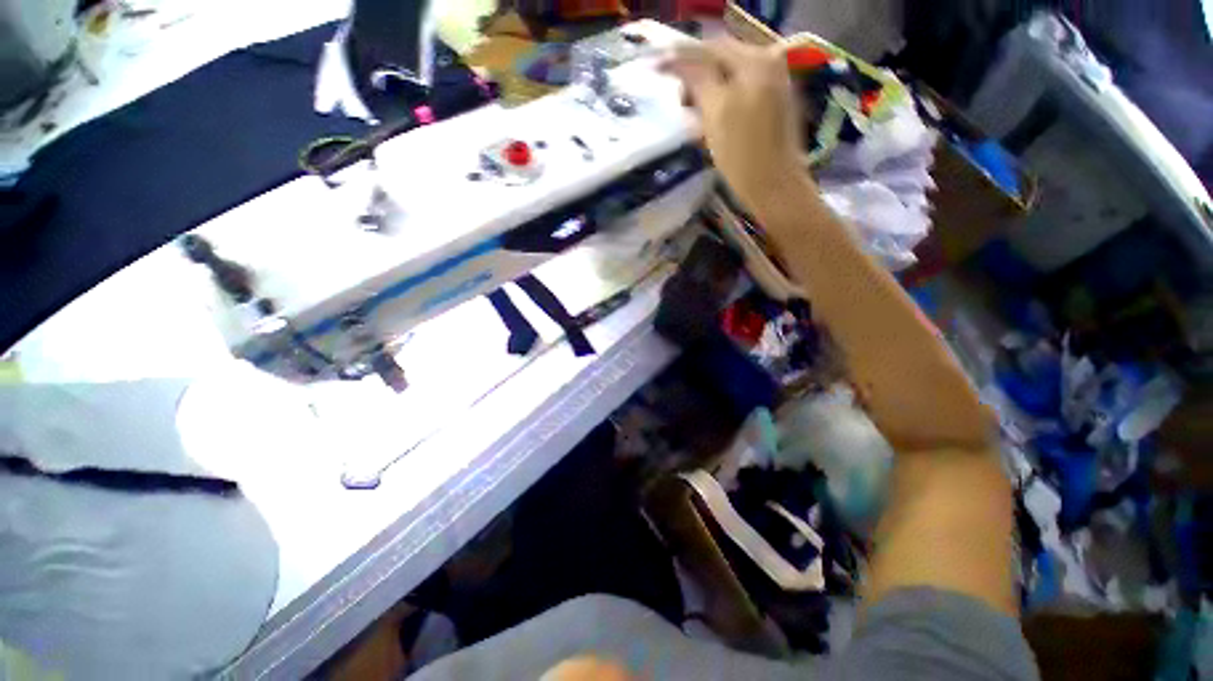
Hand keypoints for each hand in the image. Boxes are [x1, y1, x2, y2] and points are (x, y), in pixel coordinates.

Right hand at [662, 38, 806, 210]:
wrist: (774, 186)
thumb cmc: (743, 154)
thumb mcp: (716, 113)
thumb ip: (699, 80)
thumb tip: (678, 62)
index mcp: (756, 60)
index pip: (711, 49)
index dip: (682, 59)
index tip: (659, 72)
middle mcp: (769, 63)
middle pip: (722, 60)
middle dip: (697, 78)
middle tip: (680, 102)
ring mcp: (774, 83)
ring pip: (730, 77)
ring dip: (708, 91)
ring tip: (693, 114)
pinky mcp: (773, 104)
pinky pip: (740, 91)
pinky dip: (722, 101)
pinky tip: (712, 121)